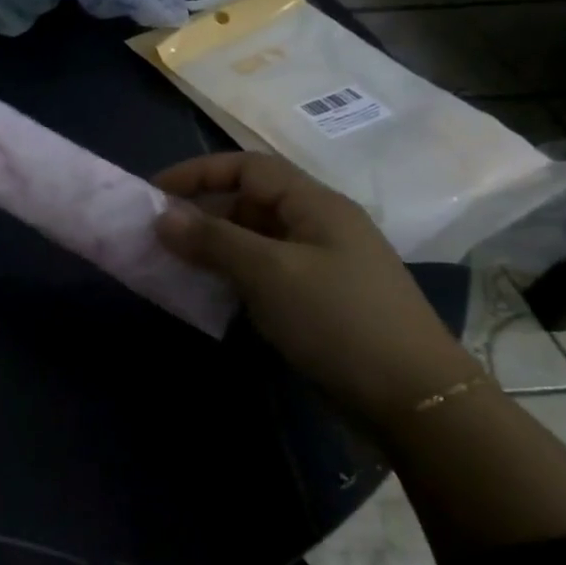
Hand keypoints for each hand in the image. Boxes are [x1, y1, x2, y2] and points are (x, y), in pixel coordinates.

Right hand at [153, 152, 481, 424]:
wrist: (411, 397)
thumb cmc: (338, 320)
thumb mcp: (269, 273)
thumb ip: (213, 240)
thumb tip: (162, 217)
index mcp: (315, 205)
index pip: (248, 167)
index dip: (198, 172)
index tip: (154, 192)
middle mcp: (317, 226)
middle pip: (249, 201)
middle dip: (200, 211)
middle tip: (156, 233)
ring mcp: (318, 264)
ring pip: (253, 239)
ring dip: (211, 245)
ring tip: (171, 261)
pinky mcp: (315, 299)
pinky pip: (261, 271)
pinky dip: (229, 273)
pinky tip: (206, 290)